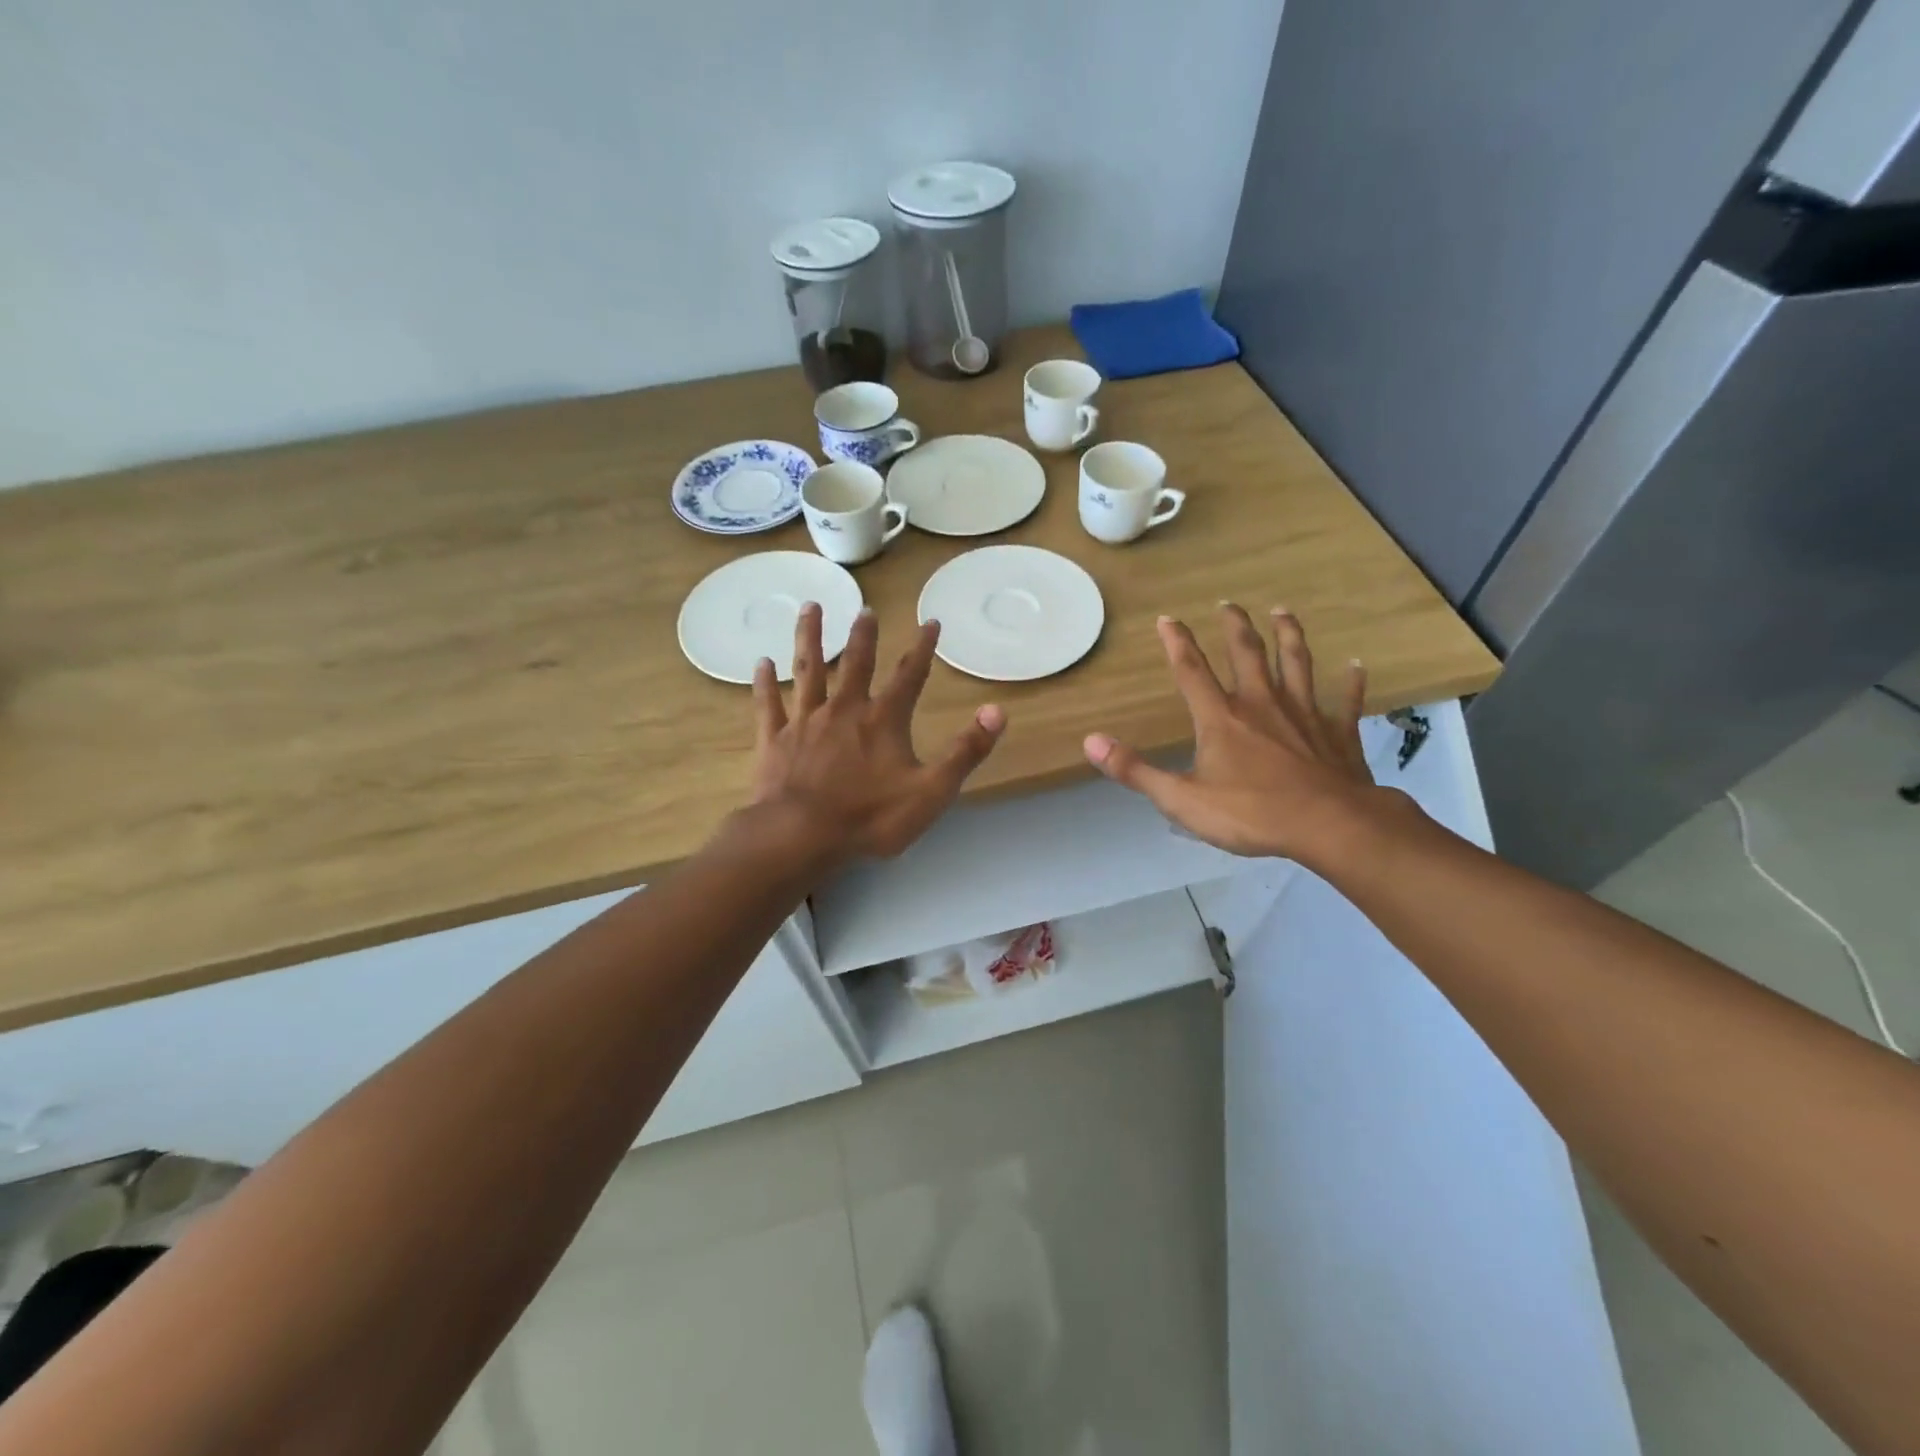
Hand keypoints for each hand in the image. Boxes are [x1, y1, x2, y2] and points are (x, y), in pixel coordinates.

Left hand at [750, 604, 1005, 862]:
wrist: (801, 835)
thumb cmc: (870, 817)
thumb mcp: (932, 790)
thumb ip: (965, 751)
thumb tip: (997, 710)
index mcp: (883, 720)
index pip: (909, 676)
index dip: (922, 649)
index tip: (930, 621)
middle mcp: (844, 709)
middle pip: (855, 663)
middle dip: (863, 635)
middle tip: (865, 608)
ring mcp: (805, 721)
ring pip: (808, 670)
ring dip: (810, 637)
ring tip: (810, 607)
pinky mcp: (775, 739)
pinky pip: (769, 704)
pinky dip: (765, 683)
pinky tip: (762, 663)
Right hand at [1084, 604, 1391, 863]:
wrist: (1328, 825)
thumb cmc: (1250, 813)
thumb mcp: (1181, 799)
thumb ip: (1135, 770)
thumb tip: (1091, 741)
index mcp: (1221, 718)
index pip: (1192, 671)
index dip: (1177, 643)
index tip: (1167, 618)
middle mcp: (1262, 704)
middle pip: (1247, 654)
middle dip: (1235, 627)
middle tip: (1229, 604)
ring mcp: (1304, 714)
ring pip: (1296, 664)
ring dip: (1288, 635)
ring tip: (1283, 611)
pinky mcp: (1338, 733)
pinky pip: (1346, 701)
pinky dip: (1352, 682)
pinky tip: (1356, 666)